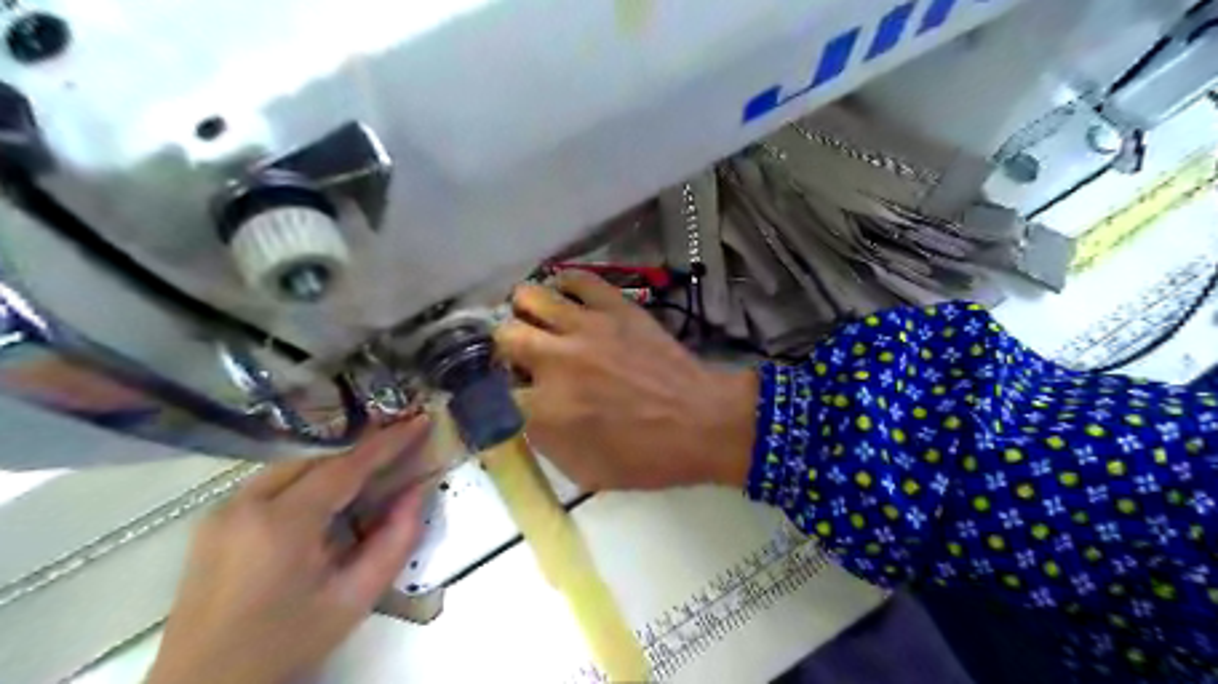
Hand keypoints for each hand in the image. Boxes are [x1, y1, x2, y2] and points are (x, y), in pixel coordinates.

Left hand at [146, 418, 432, 683]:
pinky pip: (271, 482)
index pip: (345, 466)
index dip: (388, 441)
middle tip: (401, 441)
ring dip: (334, 462)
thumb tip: (416, 492)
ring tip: (371, 467)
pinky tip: (327, 495)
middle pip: (316, 458)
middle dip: (361, 448)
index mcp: (281, 524)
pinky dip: (307, 477)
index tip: (419, 419)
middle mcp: (245, 504)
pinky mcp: (212, 522)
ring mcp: (222, 511)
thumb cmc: (285, 645)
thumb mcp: (353, 599)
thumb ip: (395, 541)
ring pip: (292, 465)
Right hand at [492, 271, 756, 491]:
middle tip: (520, 357)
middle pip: (503, 335)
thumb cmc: (647, 457)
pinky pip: (576, 279)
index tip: (507, 395)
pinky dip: (564, 286)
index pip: (494, 392)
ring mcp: (586, 326)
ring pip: (529, 296)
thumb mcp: (585, 472)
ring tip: (538, 323)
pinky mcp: (615, 307)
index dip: (498, 395)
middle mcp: (556, 360)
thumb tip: (523, 416)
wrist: (703, 423)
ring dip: (525, 312)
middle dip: (504, 349)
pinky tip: (568, 301)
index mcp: (546, 409)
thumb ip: (543, 443)